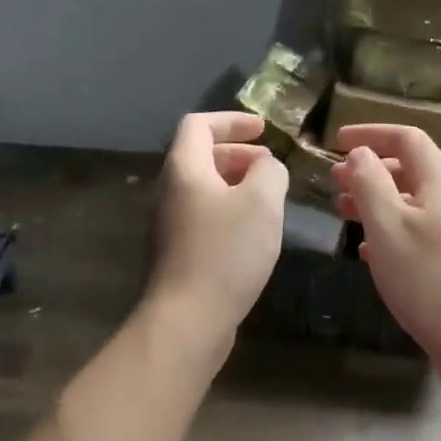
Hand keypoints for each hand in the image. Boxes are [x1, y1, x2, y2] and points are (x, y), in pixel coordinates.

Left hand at [146, 112, 287, 338]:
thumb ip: (270, 172)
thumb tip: (267, 168)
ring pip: (204, 189)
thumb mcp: (261, 202)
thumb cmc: (226, 252)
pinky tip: (254, 234)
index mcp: (185, 169)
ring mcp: (170, 224)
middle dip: (238, 154)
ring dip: (236, 184)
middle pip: (201, 156)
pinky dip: (230, 211)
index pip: (199, 124)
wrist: (187, 319)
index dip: (232, 120)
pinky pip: (205, 216)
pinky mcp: (178, 252)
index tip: (264, 130)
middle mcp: (170, 191)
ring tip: (268, 198)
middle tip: (270, 166)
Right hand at [332, 124, 440, 374]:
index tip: (336, 141)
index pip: (407, 138)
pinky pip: (420, 231)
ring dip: (378, 201)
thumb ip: (369, 183)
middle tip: (334, 181)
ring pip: (413, 202)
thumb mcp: (388, 226)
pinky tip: (369, 252)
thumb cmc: (428, 279)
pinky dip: (392, 231)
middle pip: (411, 169)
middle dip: (370, 170)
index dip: (370, 133)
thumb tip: (360, 153)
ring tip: (344, 213)